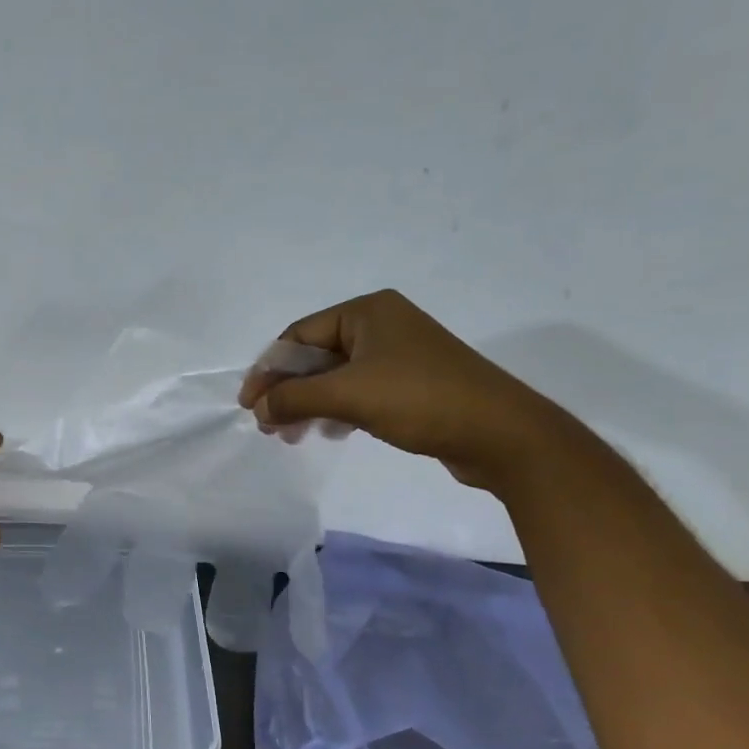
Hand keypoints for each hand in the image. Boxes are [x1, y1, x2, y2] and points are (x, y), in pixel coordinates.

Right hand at [238, 289, 567, 491]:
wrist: (499, 433)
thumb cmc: (420, 399)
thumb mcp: (348, 395)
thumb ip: (295, 398)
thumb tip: (259, 409)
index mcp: (366, 311)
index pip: (298, 335)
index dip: (268, 370)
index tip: (249, 405)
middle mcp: (381, 325)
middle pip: (315, 355)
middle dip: (288, 391)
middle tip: (268, 426)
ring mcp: (398, 355)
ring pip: (335, 377)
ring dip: (308, 404)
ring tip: (292, 436)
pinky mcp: (410, 383)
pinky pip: (358, 391)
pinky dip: (336, 410)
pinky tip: (330, 433)